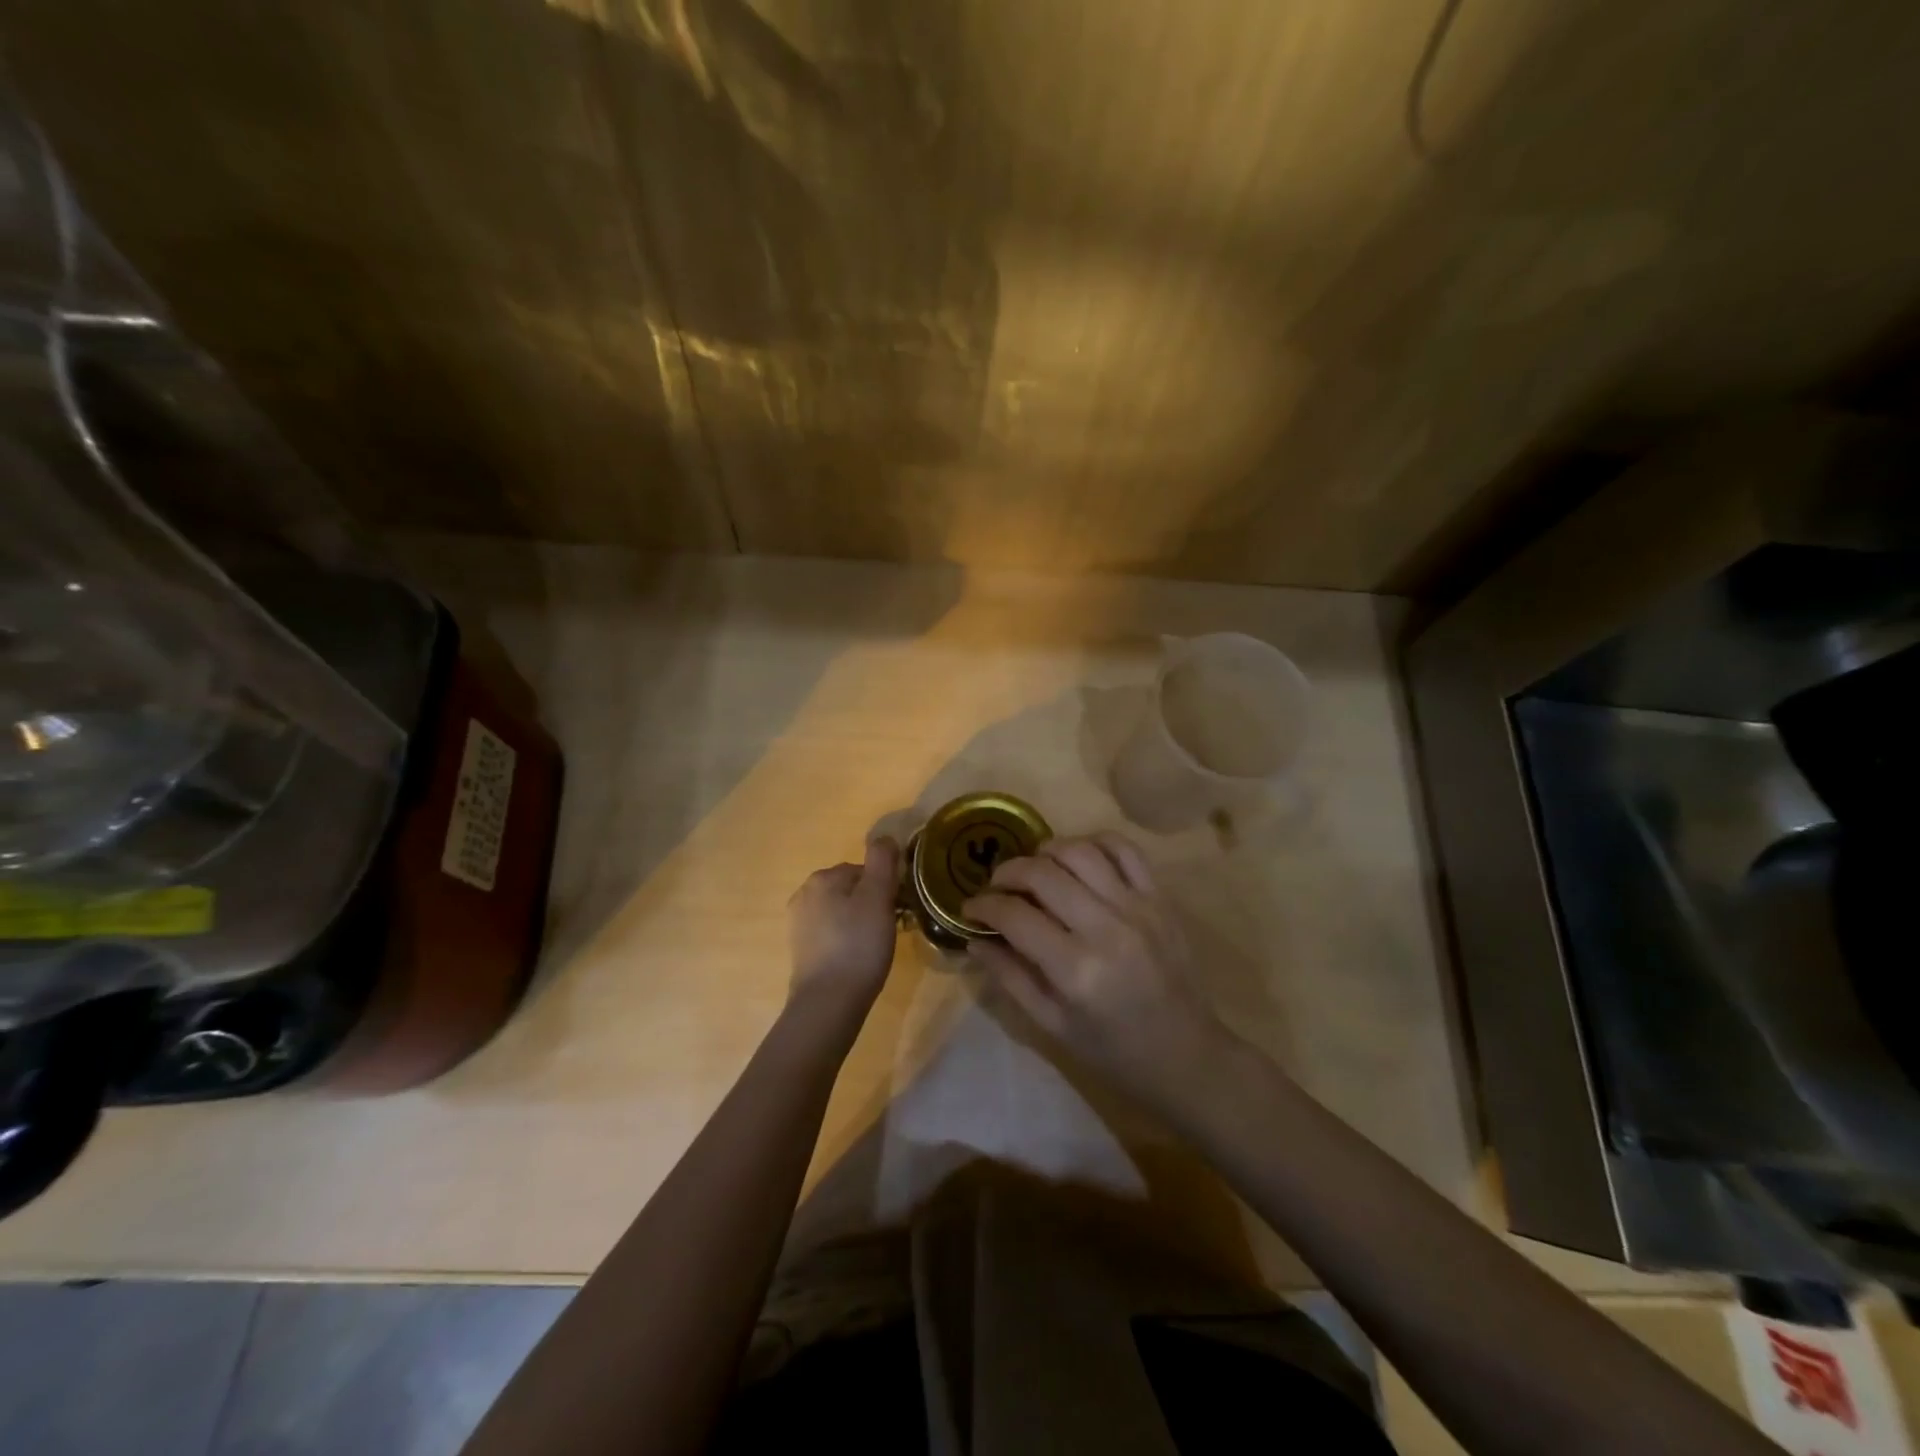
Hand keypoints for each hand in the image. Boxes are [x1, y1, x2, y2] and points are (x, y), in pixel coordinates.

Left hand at [787, 837, 901, 1022]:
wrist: (829, 1002)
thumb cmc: (858, 945)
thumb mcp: (878, 897)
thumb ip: (882, 861)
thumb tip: (884, 837)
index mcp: (822, 878)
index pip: (864, 870)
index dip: (885, 888)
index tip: (897, 909)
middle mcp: (804, 894)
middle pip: (851, 890)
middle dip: (871, 904)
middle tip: (889, 929)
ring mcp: (799, 924)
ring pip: (841, 912)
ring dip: (860, 923)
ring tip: (875, 947)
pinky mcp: (800, 951)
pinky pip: (832, 934)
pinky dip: (846, 941)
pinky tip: (858, 959)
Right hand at [964, 834, 1227, 1111]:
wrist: (1187, 1054)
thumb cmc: (1113, 1051)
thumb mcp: (1051, 1025)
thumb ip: (1010, 977)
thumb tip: (974, 938)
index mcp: (1076, 970)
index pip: (1015, 915)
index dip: (983, 905)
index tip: (970, 908)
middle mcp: (1106, 929)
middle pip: (1042, 874)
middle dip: (1007, 872)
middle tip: (996, 885)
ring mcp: (1138, 908)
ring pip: (1080, 851)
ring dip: (1046, 851)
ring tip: (1033, 868)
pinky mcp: (1160, 898)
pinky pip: (1124, 849)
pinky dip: (1094, 843)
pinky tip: (1077, 858)